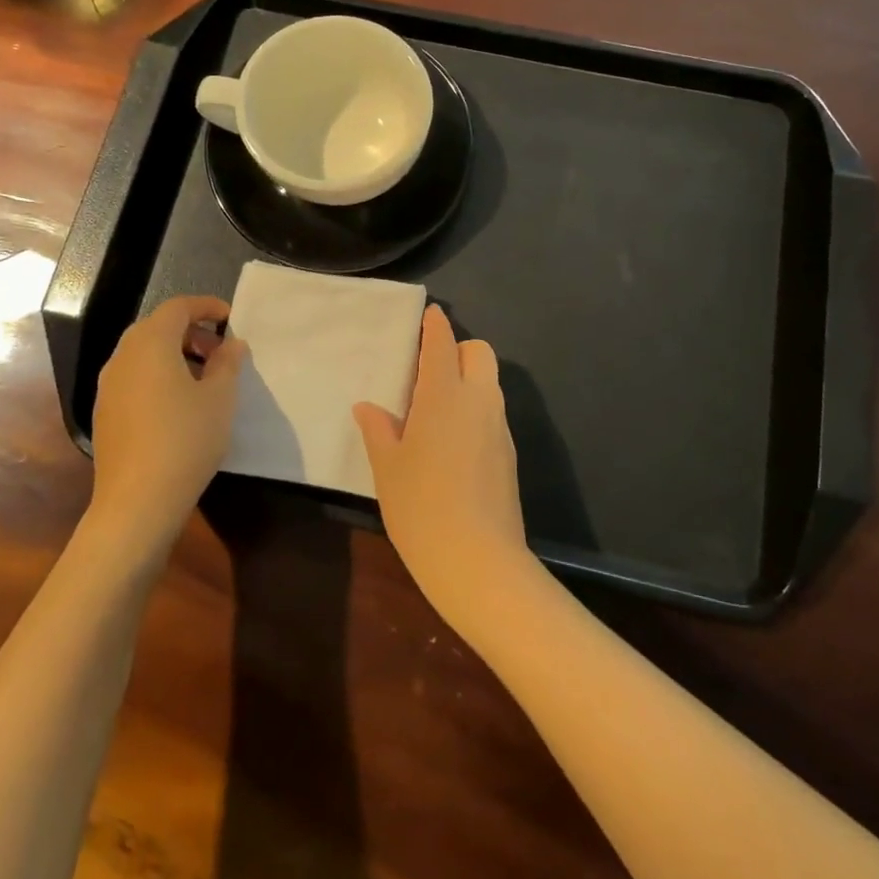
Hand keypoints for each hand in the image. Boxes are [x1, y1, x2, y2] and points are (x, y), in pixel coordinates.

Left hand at [90, 296, 246, 553]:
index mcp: (150, 343)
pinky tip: (179, 404)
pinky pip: (134, 377)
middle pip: (157, 327)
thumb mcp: (220, 398)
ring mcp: (108, 385)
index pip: (178, 307)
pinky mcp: (104, 412)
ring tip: (204, 379)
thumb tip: (232, 344)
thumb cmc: (185, 439)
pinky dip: (158, 375)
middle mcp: (123, 356)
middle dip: (191, 332)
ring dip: (175, 354)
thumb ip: (228, 362)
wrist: (137, 502)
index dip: (206, 306)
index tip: (231, 319)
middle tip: (220, 351)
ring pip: (143, 353)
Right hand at [353, 306, 530, 630]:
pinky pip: (493, 414)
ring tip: (437, 410)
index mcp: (444, 396)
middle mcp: (479, 401)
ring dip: (469, 381)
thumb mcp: (388, 469)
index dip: (436, 326)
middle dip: (459, 350)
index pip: (443, 344)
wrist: (479, 563)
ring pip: (490, 384)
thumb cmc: (421, 508)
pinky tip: (453, 443)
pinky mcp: (510, 454)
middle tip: (430, 372)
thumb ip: (379, 431)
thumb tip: (369, 408)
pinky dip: (476, 411)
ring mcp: (499, 428)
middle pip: (480, 353)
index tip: (430, 315)